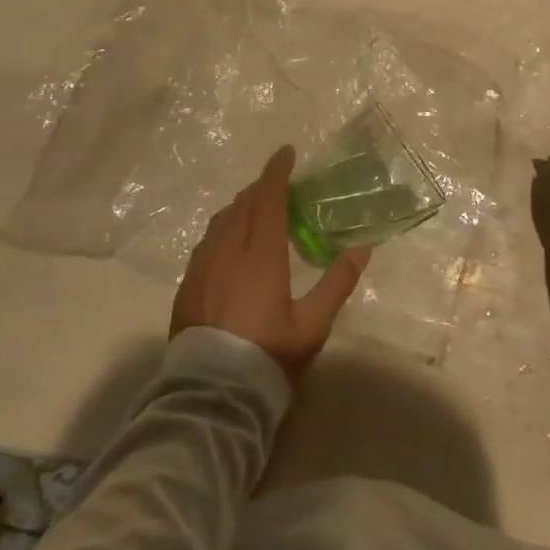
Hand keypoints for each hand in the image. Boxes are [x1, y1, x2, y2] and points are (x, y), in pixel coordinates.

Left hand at [171, 146, 370, 376]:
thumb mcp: (311, 326)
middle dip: (261, 187)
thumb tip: (362, 248)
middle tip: (279, 185)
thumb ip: (337, 284)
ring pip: (222, 220)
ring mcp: (202, 267)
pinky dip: (224, 228)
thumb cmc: (266, 357)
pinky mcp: (187, 285)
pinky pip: (207, 241)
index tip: (286, 152)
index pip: (268, 198)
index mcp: (259, 254)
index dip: (277, 171)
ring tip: (256, 210)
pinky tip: (230, 244)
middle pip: (242, 204)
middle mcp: (227, 250)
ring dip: (241, 206)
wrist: (209, 397)